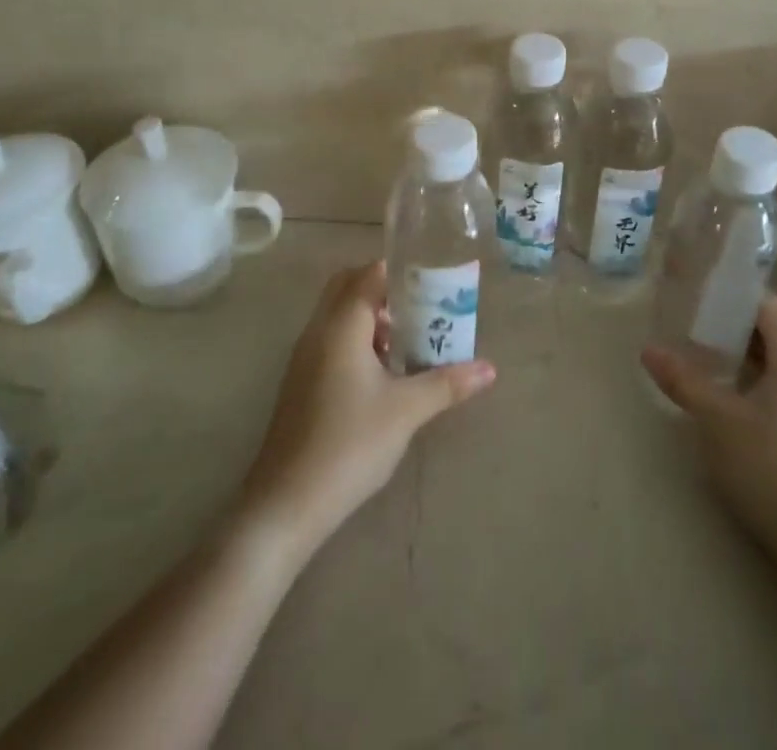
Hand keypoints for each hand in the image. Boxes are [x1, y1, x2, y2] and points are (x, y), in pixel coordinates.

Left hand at [239, 261, 495, 558]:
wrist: (287, 503)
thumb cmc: (350, 444)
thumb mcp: (406, 411)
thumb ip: (447, 382)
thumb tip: (489, 369)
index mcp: (341, 325)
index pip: (369, 274)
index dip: (400, 271)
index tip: (433, 280)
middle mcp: (318, 331)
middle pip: (348, 286)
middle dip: (383, 289)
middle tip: (420, 306)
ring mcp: (304, 357)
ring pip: (338, 315)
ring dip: (371, 316)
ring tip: (409, 340)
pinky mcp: (301, 382)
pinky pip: (331, 340)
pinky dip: (357, 339)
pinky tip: (382, 374)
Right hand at [642, 295, 776, 571]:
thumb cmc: (771, 469)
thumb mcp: (717, 422)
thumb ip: (683, 381)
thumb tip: (648, 350)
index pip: (771, 305)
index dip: (738, 296)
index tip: (704, 298)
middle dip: (754, 318)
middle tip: (714, 324)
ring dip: (765, 347)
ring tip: (724, 355)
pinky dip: (775, 372)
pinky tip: (747, 394)